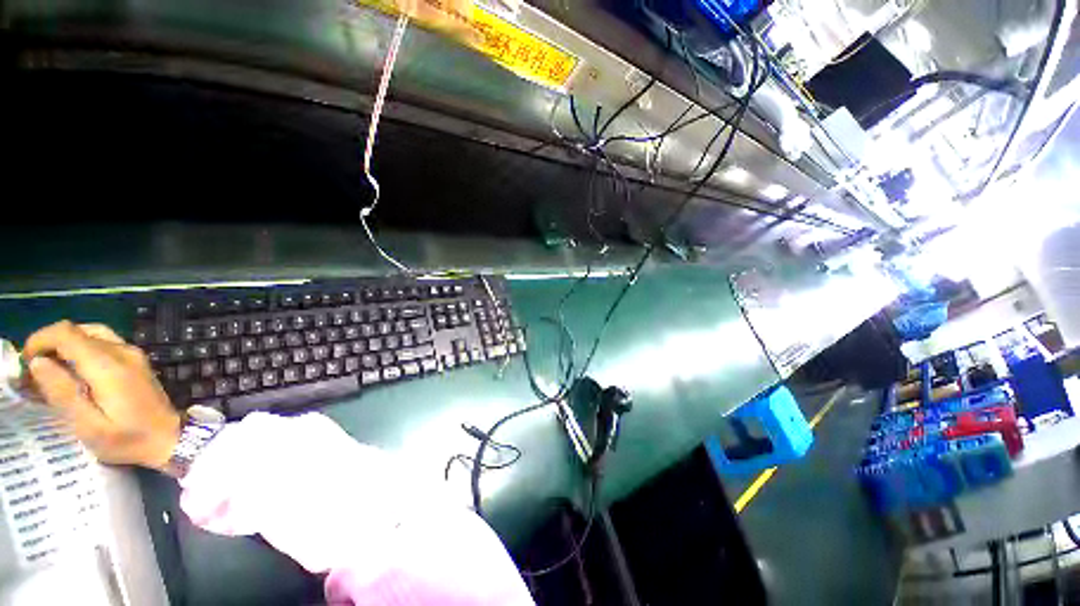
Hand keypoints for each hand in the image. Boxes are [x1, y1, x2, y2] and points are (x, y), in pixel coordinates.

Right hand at [23, 321, 180, 469]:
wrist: (170, 438)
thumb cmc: (128, 439)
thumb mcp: (88, 426)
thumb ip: (62, 392)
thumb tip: (38, 362)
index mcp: (108, 365)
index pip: (66, 333)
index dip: (39, 341)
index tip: (26, 363)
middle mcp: (122, 351)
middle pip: (78, 331)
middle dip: (50, 345)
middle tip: (36, 372)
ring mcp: (133, 354)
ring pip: (91, 334)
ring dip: (66, 346)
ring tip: (52, 372)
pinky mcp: (137, 360)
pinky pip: (104, 343)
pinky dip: (82, 349)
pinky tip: (75, 373)